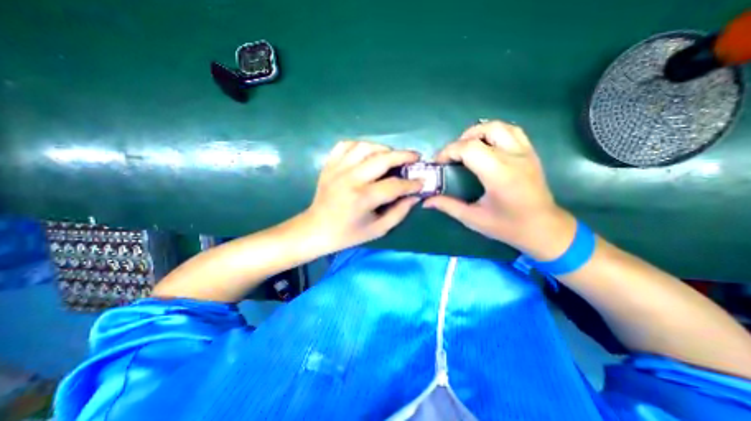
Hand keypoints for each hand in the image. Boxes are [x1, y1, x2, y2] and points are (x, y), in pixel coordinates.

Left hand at [302, 140, 424, 252]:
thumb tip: (415, 196)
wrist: (316, 229)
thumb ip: (399, 212)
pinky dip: (360, 146)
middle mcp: (350, 179)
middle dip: (404, 156)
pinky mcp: (329, 165)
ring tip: (392, 156)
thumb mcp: (377, 229)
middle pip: (382, 158)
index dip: (412, 184)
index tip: (422, 182)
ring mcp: (337, 169)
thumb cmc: (348, 234)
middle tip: (415, 158)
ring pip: (365, 146)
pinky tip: (367, 154)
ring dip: (383, 149)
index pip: (394, 185)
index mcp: (362, 198)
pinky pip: (346, 145)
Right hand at [422, 119, 576, 260]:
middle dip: (461, 140)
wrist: (544, 229)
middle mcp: (514, 158)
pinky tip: (486, 147)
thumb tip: (426, 201)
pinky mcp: (531, 153)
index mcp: (499, 174)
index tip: (438, 162)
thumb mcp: (473, 218)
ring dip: (478, 133)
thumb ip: (448, 206)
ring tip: (467, 148)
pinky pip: (512, 131)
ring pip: (500, 126)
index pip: (469, 148)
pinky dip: (494, 133)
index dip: (449, 151)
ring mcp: (526, 153)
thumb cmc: (508, 226)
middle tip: (452, 156)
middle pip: (484, 131)